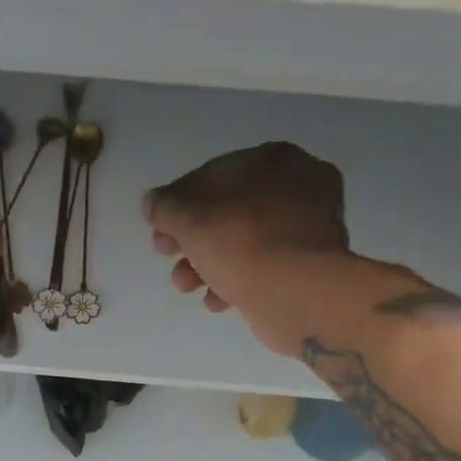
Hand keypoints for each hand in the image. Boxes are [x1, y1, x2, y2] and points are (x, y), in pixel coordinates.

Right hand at [144, 142, 351, 353]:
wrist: (297, 293)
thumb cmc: (242, 242)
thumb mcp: (189, 217)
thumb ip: (165, 206)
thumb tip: (152, 203)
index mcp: (275, 160)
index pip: (214, 175)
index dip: (179, 202)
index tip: (159, 228)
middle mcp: (298, 188)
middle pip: (229, 211)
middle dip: (191, 238)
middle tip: (166, 256)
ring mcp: (308, 230)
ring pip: (244, 243)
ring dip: (207, 265)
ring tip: (186, 286)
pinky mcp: (308, 269)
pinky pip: (263, 269)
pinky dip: (236, 283)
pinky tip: (217, 301)